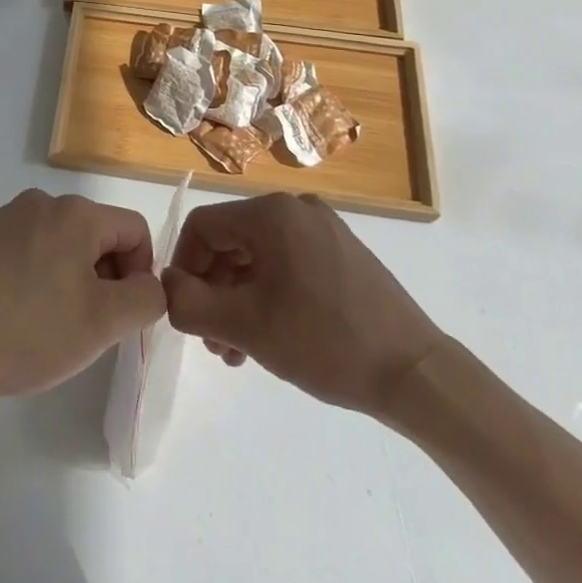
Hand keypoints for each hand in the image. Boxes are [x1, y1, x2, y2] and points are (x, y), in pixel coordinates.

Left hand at [0, 189, 166, 398]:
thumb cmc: (30, 330)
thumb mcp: (103, 322)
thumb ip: (145, 298)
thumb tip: (149, 284)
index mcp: (77, 213)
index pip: (135, 231)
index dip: (140, 274)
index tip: (119, 315)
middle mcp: (42, 202)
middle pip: (95, 235)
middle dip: (102, 277)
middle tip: (85, 325)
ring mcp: (4, 216)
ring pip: (58, 243)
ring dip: (67, 277)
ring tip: (47, 322)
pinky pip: (23, 250)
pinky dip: (31, 276)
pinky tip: (12, 312)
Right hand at [161, 192, 445, 417]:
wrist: (415, 373)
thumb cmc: (324, 341)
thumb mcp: (245, 326)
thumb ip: (190, 303)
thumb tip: (166, 286)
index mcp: (271, 213)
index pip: (203, 227)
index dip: (184, 267)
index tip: (185, 311)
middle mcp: (296, 209)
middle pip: (231, 242)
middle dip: (213, 291)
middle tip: (212, 342)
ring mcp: (324, 229)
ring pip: (258, 257)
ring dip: (238, 299)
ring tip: (237, 351)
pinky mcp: (343, 252)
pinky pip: (288, 264)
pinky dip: (269, 295)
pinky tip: (269, 338)